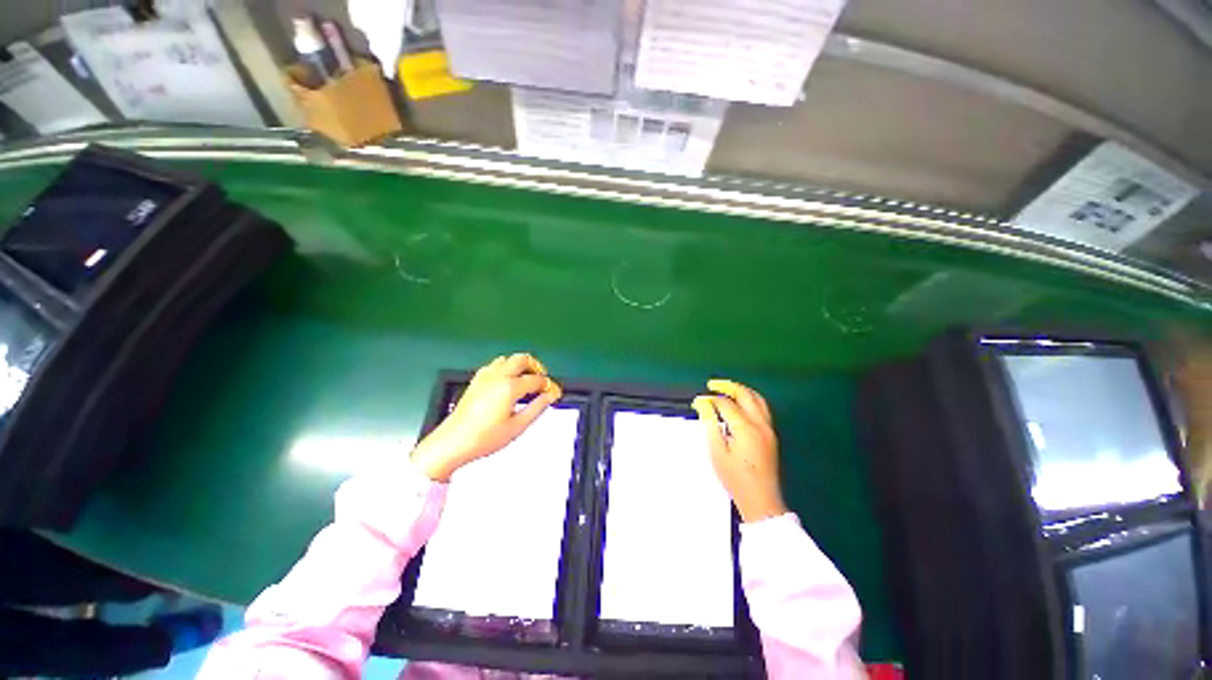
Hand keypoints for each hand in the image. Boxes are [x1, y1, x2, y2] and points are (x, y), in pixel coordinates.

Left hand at [411, 353, 562, 481]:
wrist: (452, 443)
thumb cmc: (483, 438)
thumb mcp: (517, 427)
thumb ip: (537, 408)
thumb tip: (550, 397)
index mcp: (509, 387)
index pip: (537, 380)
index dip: (549, 386)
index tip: (554, 393)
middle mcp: (497, 377)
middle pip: (522, 359)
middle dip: (536, 367)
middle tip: (542, 380)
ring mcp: (485, 377)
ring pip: (508, 359)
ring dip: (520, 366)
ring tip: (526, 380)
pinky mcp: (475, 381)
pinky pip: (495, 365)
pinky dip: (506, 368)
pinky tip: (507, 382)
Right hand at [692, 379, 787, 522]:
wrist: (760, 499)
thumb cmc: (735, 478)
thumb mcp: (717, 451)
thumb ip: (710, 424)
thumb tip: (703, 404)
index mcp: (745, 428)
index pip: (726, 404)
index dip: (710, 400)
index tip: (698, 401)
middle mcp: (760, 424)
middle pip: (745, 394)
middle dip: (727, 386)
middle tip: (712, 385)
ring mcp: (768, 428)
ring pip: (757, 399)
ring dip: (741, 390)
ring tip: (726, 389)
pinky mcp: (771, 434)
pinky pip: (762, 408)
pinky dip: (750, 399)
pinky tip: (740, 403)